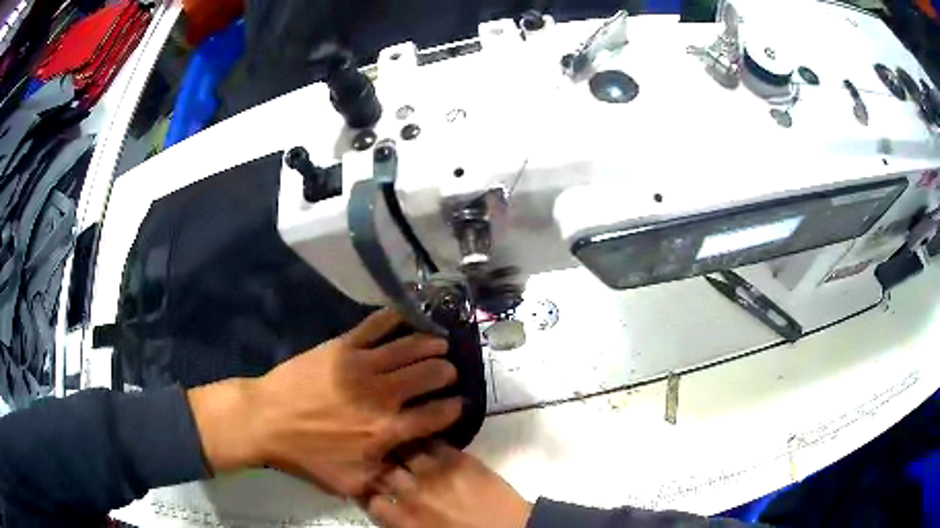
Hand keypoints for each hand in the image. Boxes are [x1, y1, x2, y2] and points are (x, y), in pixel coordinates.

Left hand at [188, 309, 462, 495]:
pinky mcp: (343, 346)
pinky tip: (408, 315)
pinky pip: (376, 326)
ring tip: (440, 343)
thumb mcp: (349, 483)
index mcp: (387, 431)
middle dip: (446, 372)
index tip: (459, 404)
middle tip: (448, 372)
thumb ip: (385, 479)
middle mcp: (383, 396)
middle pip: (430, 374)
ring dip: (431, 344)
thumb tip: (410, 469)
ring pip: (410, 348)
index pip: (437, 415)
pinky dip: (396, 318)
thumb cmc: (306, 455)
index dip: (455, 407)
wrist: (265, 421)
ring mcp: (363, 366)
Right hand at [366, 442, 531, 527]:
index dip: (366, 490)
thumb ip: (400, 521)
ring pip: (403, 450)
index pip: (369, 498)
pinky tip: (423, 440)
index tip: (369, 487)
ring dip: (398, 448)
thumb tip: (386, 506)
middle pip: (381, 469)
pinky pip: (433, 442)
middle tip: (381, 463)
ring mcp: (436, 473)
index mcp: (404, 519)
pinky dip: (425, 440)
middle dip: (378, 465)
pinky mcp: (460, 459)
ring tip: (397, 445)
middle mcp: (413, 493)